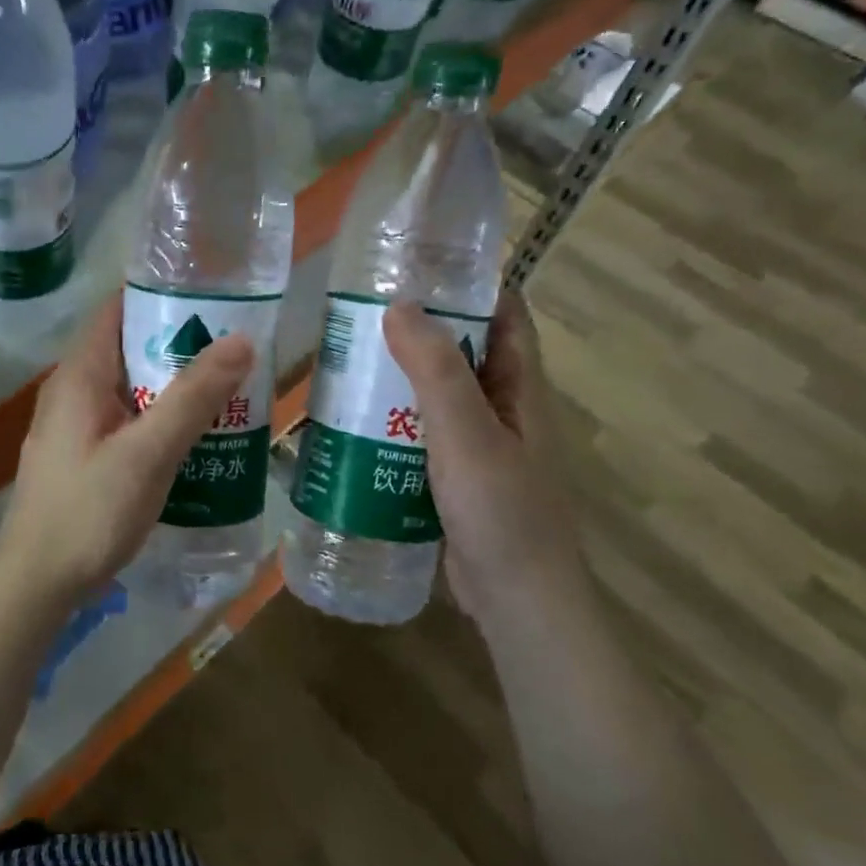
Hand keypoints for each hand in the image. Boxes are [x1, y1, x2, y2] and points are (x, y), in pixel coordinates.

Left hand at [0, 293, 254, 600]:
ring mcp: (74, 425)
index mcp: (79, 375)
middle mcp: (72, 390)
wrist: (36, 583)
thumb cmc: (89, 511)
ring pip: (130, 388)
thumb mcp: (148, 453)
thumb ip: (193, 397)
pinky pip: (126, 420)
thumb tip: (241, 339)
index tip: (212, 294)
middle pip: (128, 348)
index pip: (117, 309)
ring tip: (227, 387)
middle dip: (178, 344)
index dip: (161, 295)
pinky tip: (194, 437)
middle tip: (235, 346)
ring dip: (172, 385)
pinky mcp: (82, 456)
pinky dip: (158, 418)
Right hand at [383, 291, 582, 616]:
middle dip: (420, 328)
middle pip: (463, 352)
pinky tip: (351, 422)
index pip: (505, 316)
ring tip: (346, 358)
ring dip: (399, 376)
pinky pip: (420, 434)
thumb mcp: (466, 433)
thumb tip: (398, 304)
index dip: (471, 285)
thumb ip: (435, 370)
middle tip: (360, 311)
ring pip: (436, 395)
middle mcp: (503, 410)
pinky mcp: (454, 478)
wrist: (516, 601)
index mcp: (519, 388)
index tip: (420, 264)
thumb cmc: (502, 511)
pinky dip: (391, 421)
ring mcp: (479, 446)